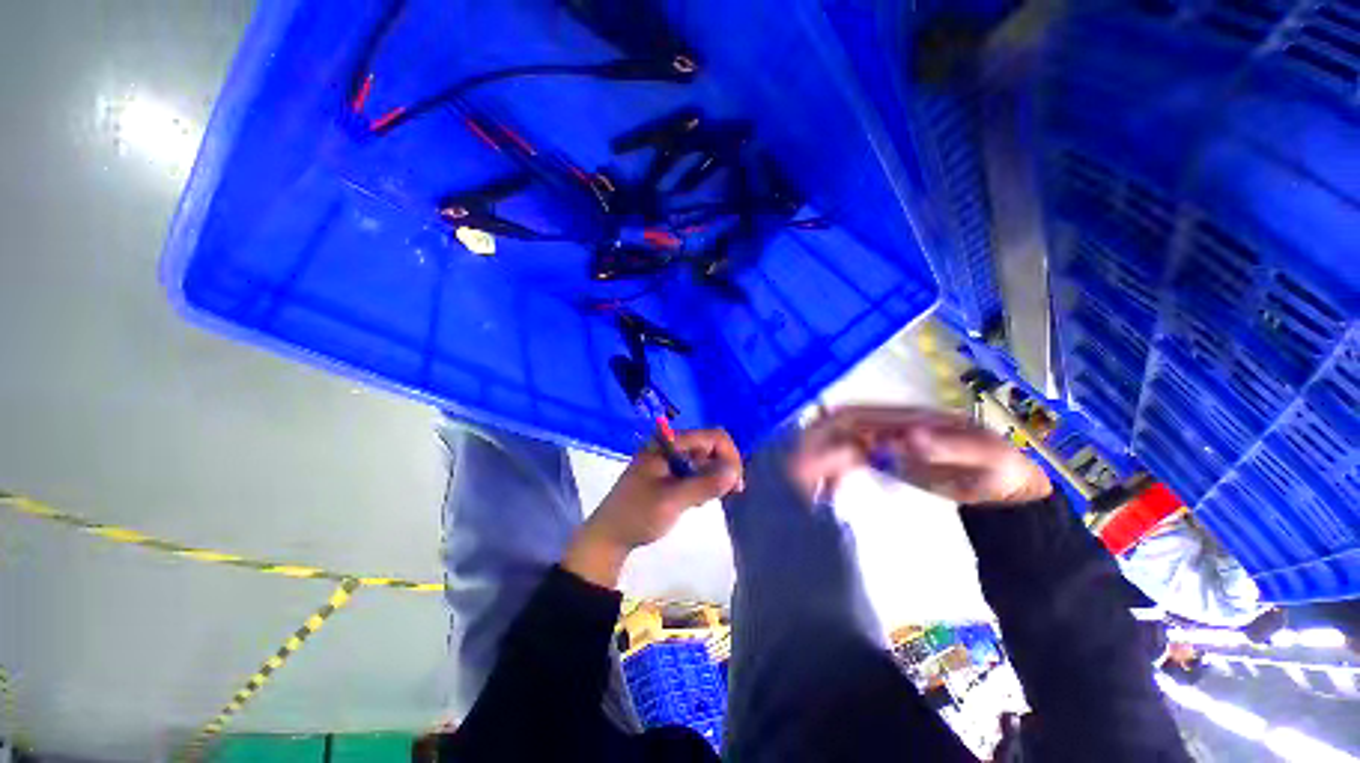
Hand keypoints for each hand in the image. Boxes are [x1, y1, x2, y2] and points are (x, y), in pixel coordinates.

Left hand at [563, 428, 743, 587]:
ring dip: (711, 479)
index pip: (711, 437)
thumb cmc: (638, 514)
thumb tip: (735, 472)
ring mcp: (668, 460)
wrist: (609, 536)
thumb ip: (704, 484)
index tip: (736, 483)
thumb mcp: (672, 500)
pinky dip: (701, 485)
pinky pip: (694, 472)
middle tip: (724, 496)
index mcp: (667, 443)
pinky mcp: (668, 473)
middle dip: (721, 469)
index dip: (729, 455)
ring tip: (701, 501)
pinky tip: (695, 501)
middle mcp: (669, 446)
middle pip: (709, 447)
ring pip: (704, 460)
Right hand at [797, 406, 1051, 505]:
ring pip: (837, 445)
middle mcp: (886, 425)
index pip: (853, 419)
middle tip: (795, 478)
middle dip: (812, 449)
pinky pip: (848, 461)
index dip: (826, 433)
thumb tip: (907, 437)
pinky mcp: (882, 458)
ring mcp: (882, 441)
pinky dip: (832, 473)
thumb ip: (948, 447)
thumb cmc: (999, 468)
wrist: (1007, 485)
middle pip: (837, 431)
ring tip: (803, 487)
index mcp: (904, 418)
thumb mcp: (986, 458)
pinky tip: (825, 491)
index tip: (808, 458)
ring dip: (817, 461)